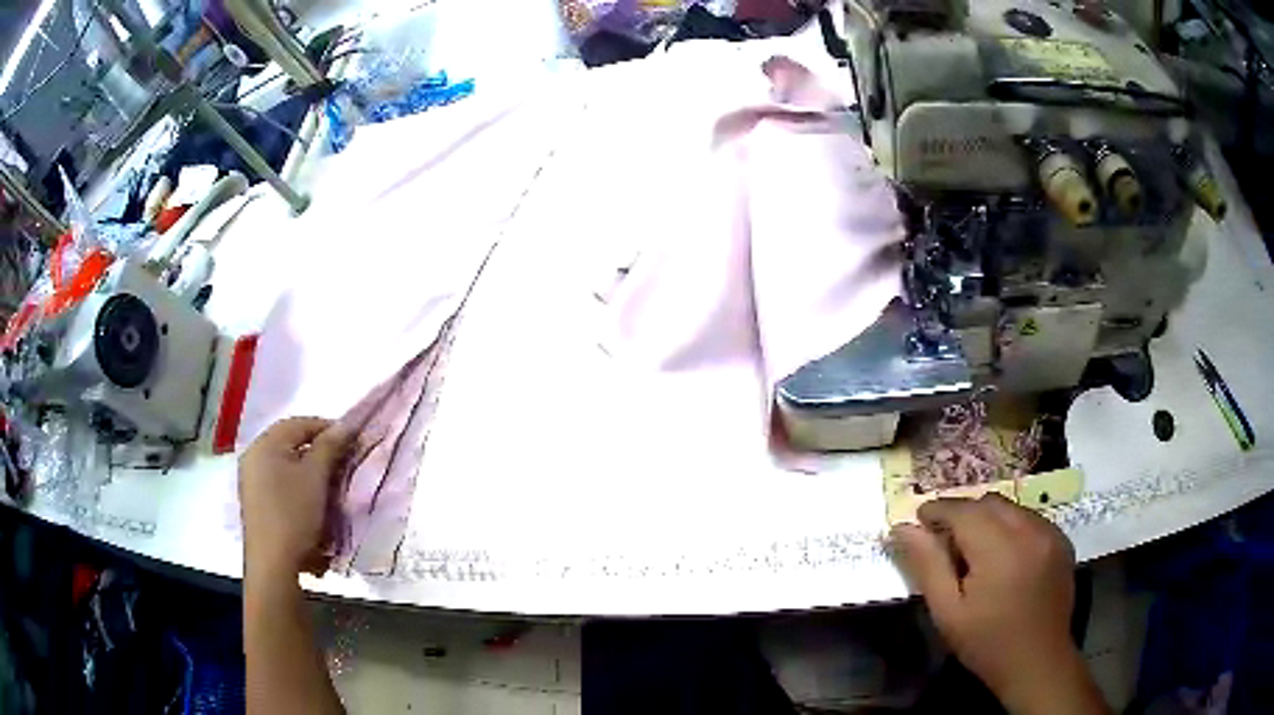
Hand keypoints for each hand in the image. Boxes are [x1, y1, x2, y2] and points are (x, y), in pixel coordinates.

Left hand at [239, 417, 352, 578]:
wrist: (273, 563)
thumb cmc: (294, 513)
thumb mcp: (316, 477)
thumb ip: (330, 446)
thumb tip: (345, 425)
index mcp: (265, 443)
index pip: (300, 423)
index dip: (328, 428)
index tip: (352, 441)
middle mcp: (253, 456)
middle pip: (291, 443)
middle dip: (319, 451)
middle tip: (343, 464)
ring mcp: (251, 480)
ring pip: (286, 464)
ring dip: (309, 470)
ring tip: (330, 484)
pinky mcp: (255, 501)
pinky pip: (279, 482)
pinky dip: (297, 485)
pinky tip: (312, 502)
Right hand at [891, 495, 1102, 714]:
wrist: (1037, 662)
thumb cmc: (986, 644)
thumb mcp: (948, 612)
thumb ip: (928, 565)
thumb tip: (903, 528)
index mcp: (1000, 548)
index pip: (963, 510)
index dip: (938, 510)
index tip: (919, 520)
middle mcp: (1029, 529)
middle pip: (988, 502)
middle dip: (963, 513)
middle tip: (944, 540)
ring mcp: (1050, 532)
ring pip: (1010, 508)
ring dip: (987, 518)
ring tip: (974, 550)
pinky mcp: (1062, 540)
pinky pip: (1029, 518)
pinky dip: (1010, 526)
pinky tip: (1003, 556)